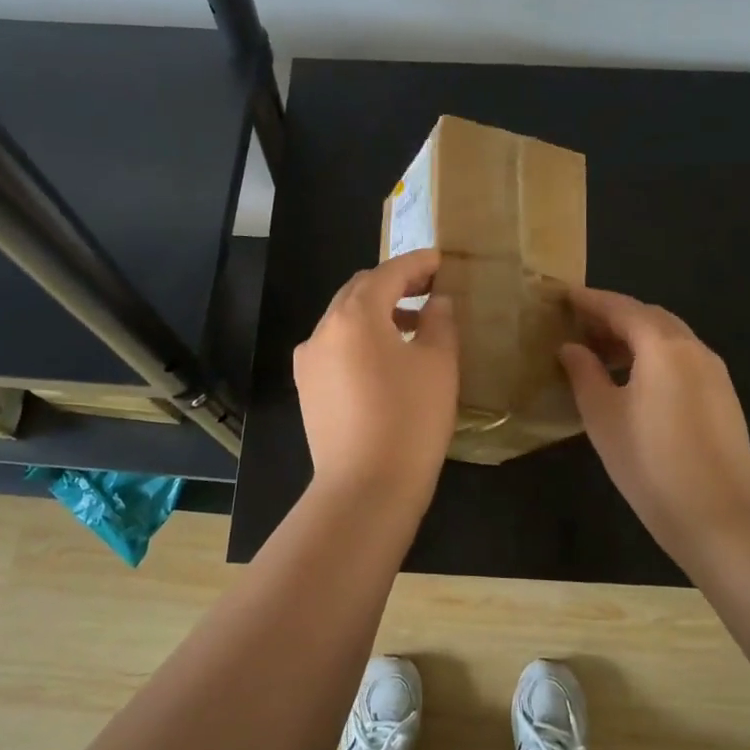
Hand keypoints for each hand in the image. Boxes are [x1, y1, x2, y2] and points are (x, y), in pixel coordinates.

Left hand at [294, 249, 458, 503]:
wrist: (365, 489)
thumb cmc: (410, 420)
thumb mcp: (438, 364)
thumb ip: (440, 321)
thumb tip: (437, 302)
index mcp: (355, 315)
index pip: (388, 273)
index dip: (417, 263)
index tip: (441, 261)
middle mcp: (323, 329)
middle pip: (359, 290)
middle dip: (394, 283)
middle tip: (430, 287)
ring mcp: (309, 360)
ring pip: (345, 319)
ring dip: (378, 311)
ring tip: (414, 323)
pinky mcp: (308, 387)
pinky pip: (336, 346)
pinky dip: (362, 338)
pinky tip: (387, 357)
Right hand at [559, 286, 749, 563]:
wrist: (719, 515)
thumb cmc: (649, 461)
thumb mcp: (602, 415)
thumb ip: (584, 373)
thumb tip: (571, 347)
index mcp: (662, 345)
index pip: (620, 307)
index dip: (590, 300)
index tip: (564, 296)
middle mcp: (693, 347)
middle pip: (649, 316)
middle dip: (613, 316)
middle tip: (579, 327)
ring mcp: (714, 372)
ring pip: (669, 337)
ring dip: (635, 337)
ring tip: (602, 355)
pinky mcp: (723, 396)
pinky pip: (683, 358)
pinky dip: (655, 355)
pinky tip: (635, 381)